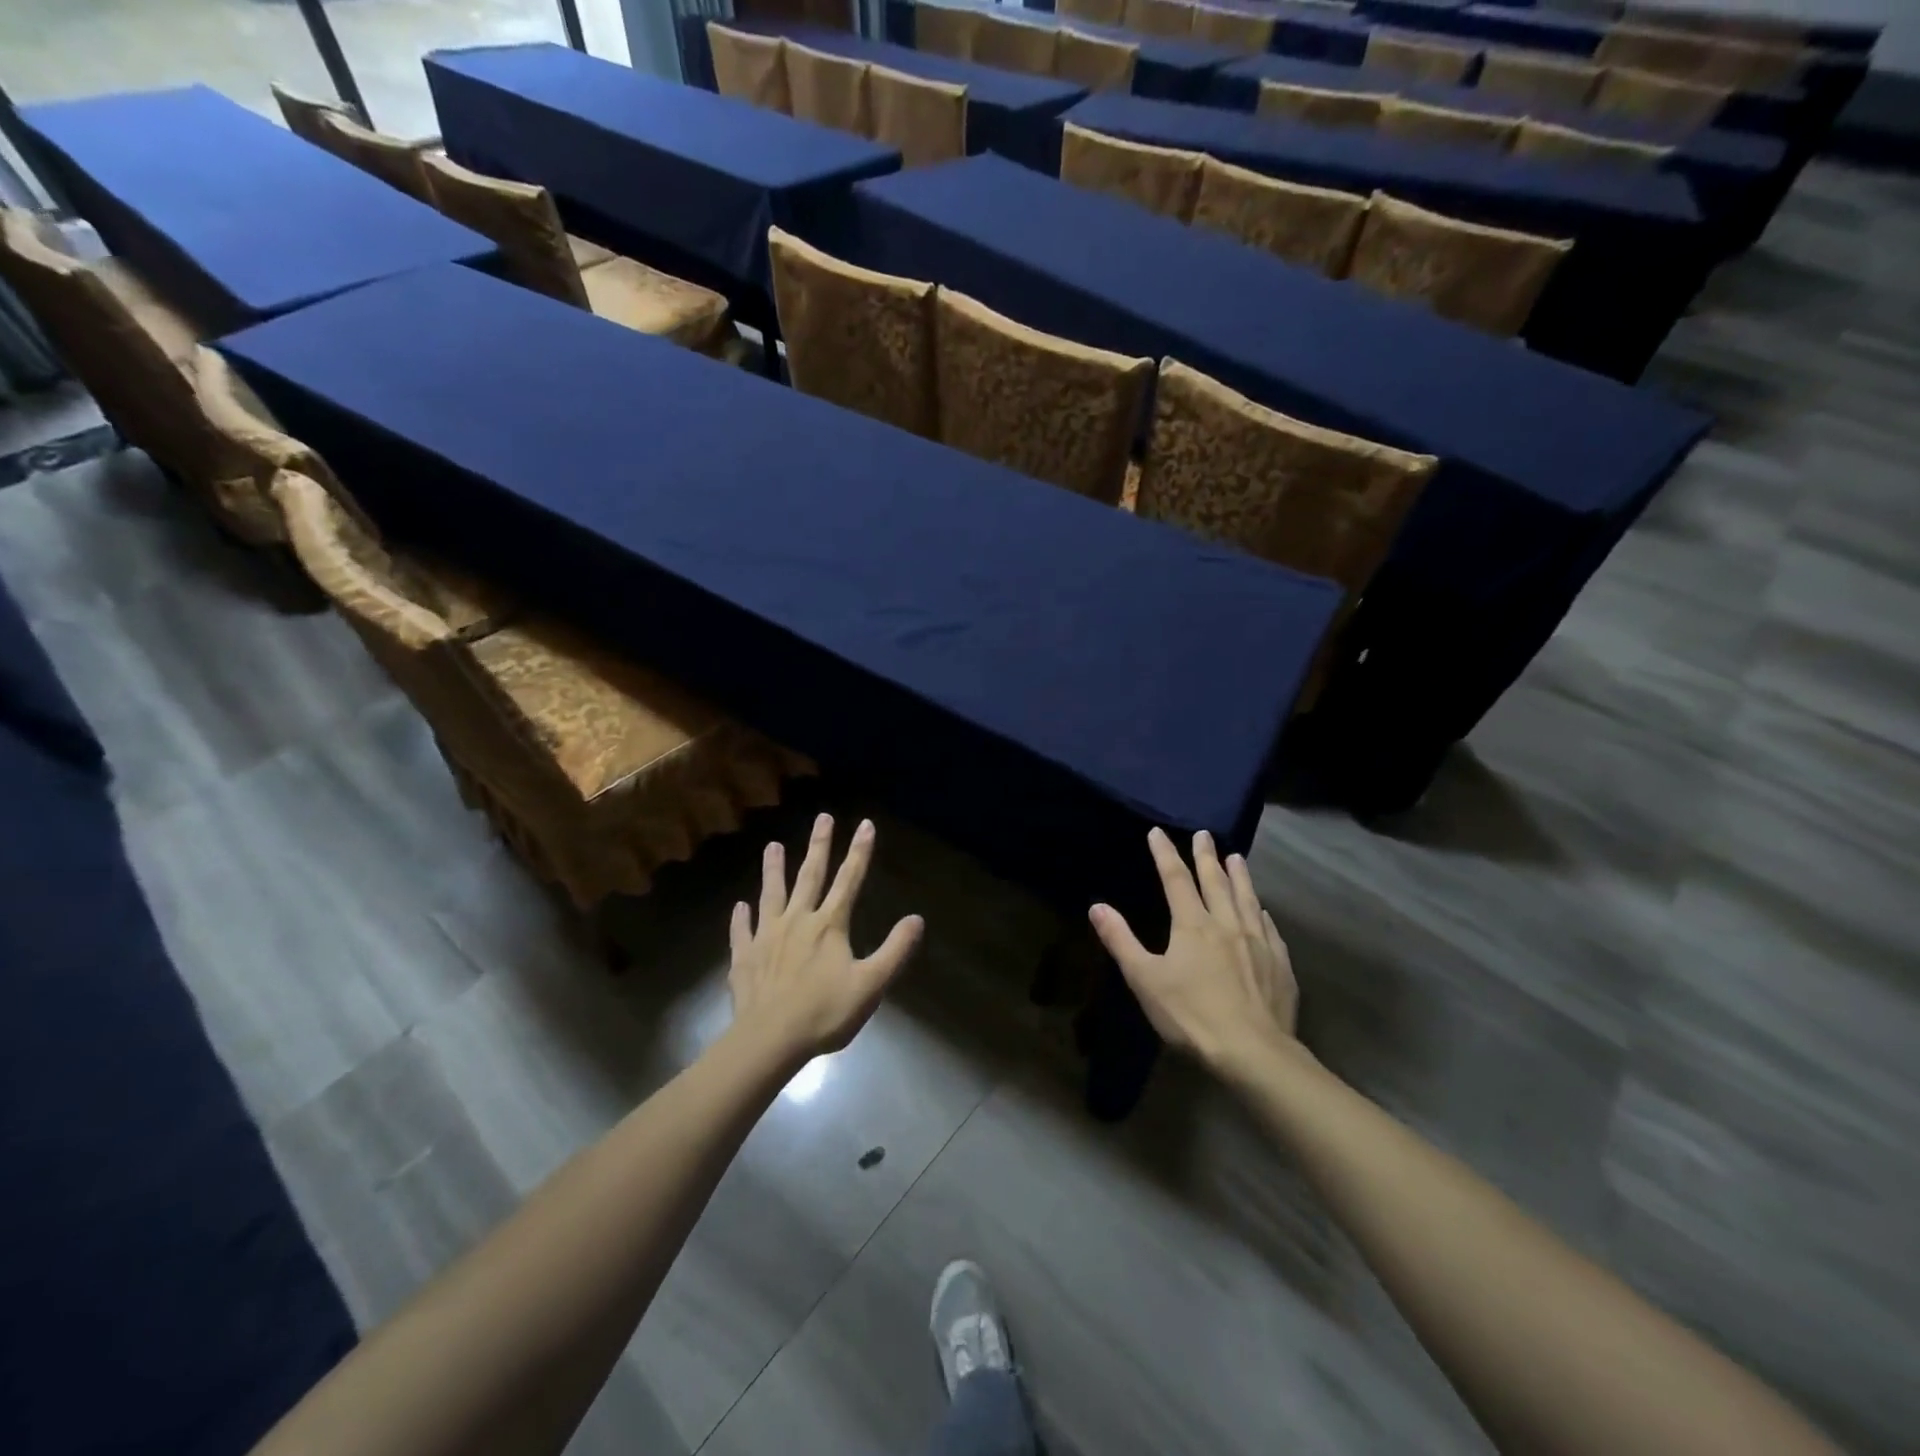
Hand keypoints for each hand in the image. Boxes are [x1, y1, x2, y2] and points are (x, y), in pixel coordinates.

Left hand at [728, 813, 923, 1064]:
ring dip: (773, 870)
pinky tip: (740, 906)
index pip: (849, 880)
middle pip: (810, 876)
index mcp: (829, 925)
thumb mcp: (871, 984)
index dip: (859, 851)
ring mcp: (767, 937)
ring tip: (772, 846)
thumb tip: (917, 919)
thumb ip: (895, 951)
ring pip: (772, 894)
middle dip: (819, 845)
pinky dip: (741, 918)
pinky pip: (742, 932)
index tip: (865, 824)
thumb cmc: (825, 1012)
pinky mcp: (745, 957)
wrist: (770, 1040)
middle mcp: (797, 921)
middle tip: (822, 817)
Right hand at [1089, 827, 1297, 1073]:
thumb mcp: (1145, 979)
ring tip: (1237, 857)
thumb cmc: (1191, 1015)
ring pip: (1247, 898)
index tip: (1157, 832)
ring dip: (1240, 875)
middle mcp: (1227, 923)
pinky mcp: (1279, 964)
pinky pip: (1269, 928)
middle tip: (1205, 834)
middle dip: (1206, 855)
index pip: (1175, 879)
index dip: (1165, 853)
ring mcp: (1258, 942)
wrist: (1253, 1051)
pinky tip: (1263, 911)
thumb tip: (1097, 906)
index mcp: (1193, 925)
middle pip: (1215, 881)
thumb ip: (1121, 941)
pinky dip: (1262, 912)